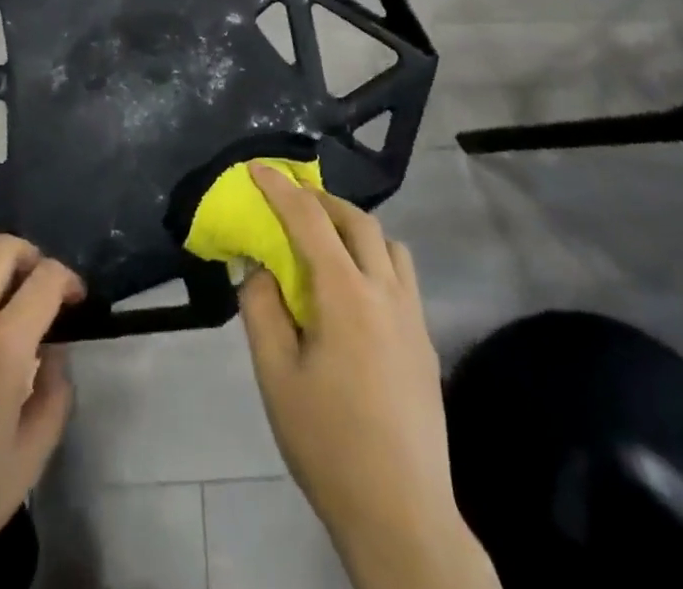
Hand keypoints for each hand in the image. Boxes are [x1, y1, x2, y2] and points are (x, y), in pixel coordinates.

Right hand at [241, 166, 497, 588]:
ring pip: (389, 244)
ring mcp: (413, 316)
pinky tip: (354, 292)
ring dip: (355, 228)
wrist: (402, 515)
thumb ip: (261, 310)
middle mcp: (386, 291)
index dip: (281, 188)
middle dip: (321, 200)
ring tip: (326, 243)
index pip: (310, 220)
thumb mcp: (276, 376)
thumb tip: (256, 267)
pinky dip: (375, 258)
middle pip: (358, 220)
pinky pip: (402, 275)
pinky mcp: (426, 342)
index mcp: (346, 295)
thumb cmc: (328, 444)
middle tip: (291, 202)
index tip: (258, 167)